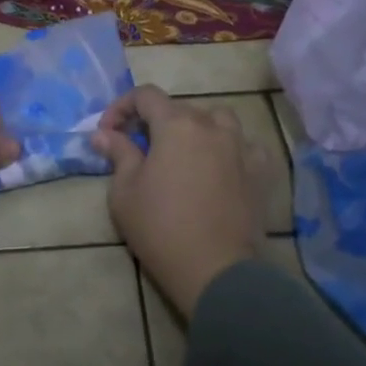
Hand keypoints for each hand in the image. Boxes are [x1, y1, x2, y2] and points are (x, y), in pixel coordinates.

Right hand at [92, 86, 262, 320]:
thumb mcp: (124, 191)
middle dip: (155, 121)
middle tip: (138, 148)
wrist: (214, 269)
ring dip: (197, 128)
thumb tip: (104, 135)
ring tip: (183, 151)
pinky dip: (230, 149)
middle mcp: (212, 126)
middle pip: (180, 108)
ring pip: (218, 120)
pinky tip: (221, 167)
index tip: (108, 133)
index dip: (121, 108)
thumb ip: (118, 154)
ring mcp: (241, 148)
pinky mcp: (261, 172)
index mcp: (176, 125)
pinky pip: (246, 147)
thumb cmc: (160, 227)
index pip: (145, 96)